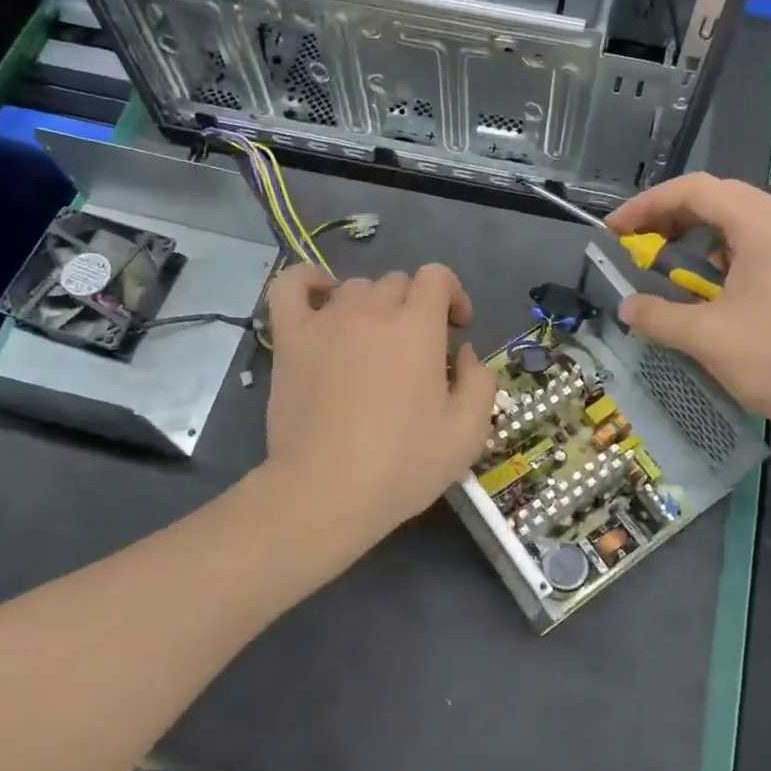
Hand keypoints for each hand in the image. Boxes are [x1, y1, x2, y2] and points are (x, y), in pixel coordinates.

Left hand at [262, 263, 497, 538]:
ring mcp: (325, 322)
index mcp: (417, 328)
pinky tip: (321, 296)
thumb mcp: (468, 433)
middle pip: (398, 283)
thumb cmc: (402, 466)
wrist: (326, 493)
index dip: (454, 296)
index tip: (457, 330)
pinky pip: (291, 287)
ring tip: (374, 343)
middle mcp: (371, 312)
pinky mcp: (290, 339)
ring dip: (374, 306)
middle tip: (418, 351)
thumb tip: (464, 353)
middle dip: (417, 308)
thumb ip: (480, 381)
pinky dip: (308, 281)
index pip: (438, 277)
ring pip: (354, 288)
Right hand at [604, 173, 770, 440]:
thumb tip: (627, 307)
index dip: (649, 204)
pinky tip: (716, 285)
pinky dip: (730, 252)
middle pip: (723, 197)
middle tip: (639, 242)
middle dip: (673, 215)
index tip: (616, 230)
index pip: (698, 190)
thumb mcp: (705, 338)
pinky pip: (765, 243)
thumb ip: (657, 316)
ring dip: (702, 234)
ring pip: (746, 220)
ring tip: (672, 261)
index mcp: (766, 226)